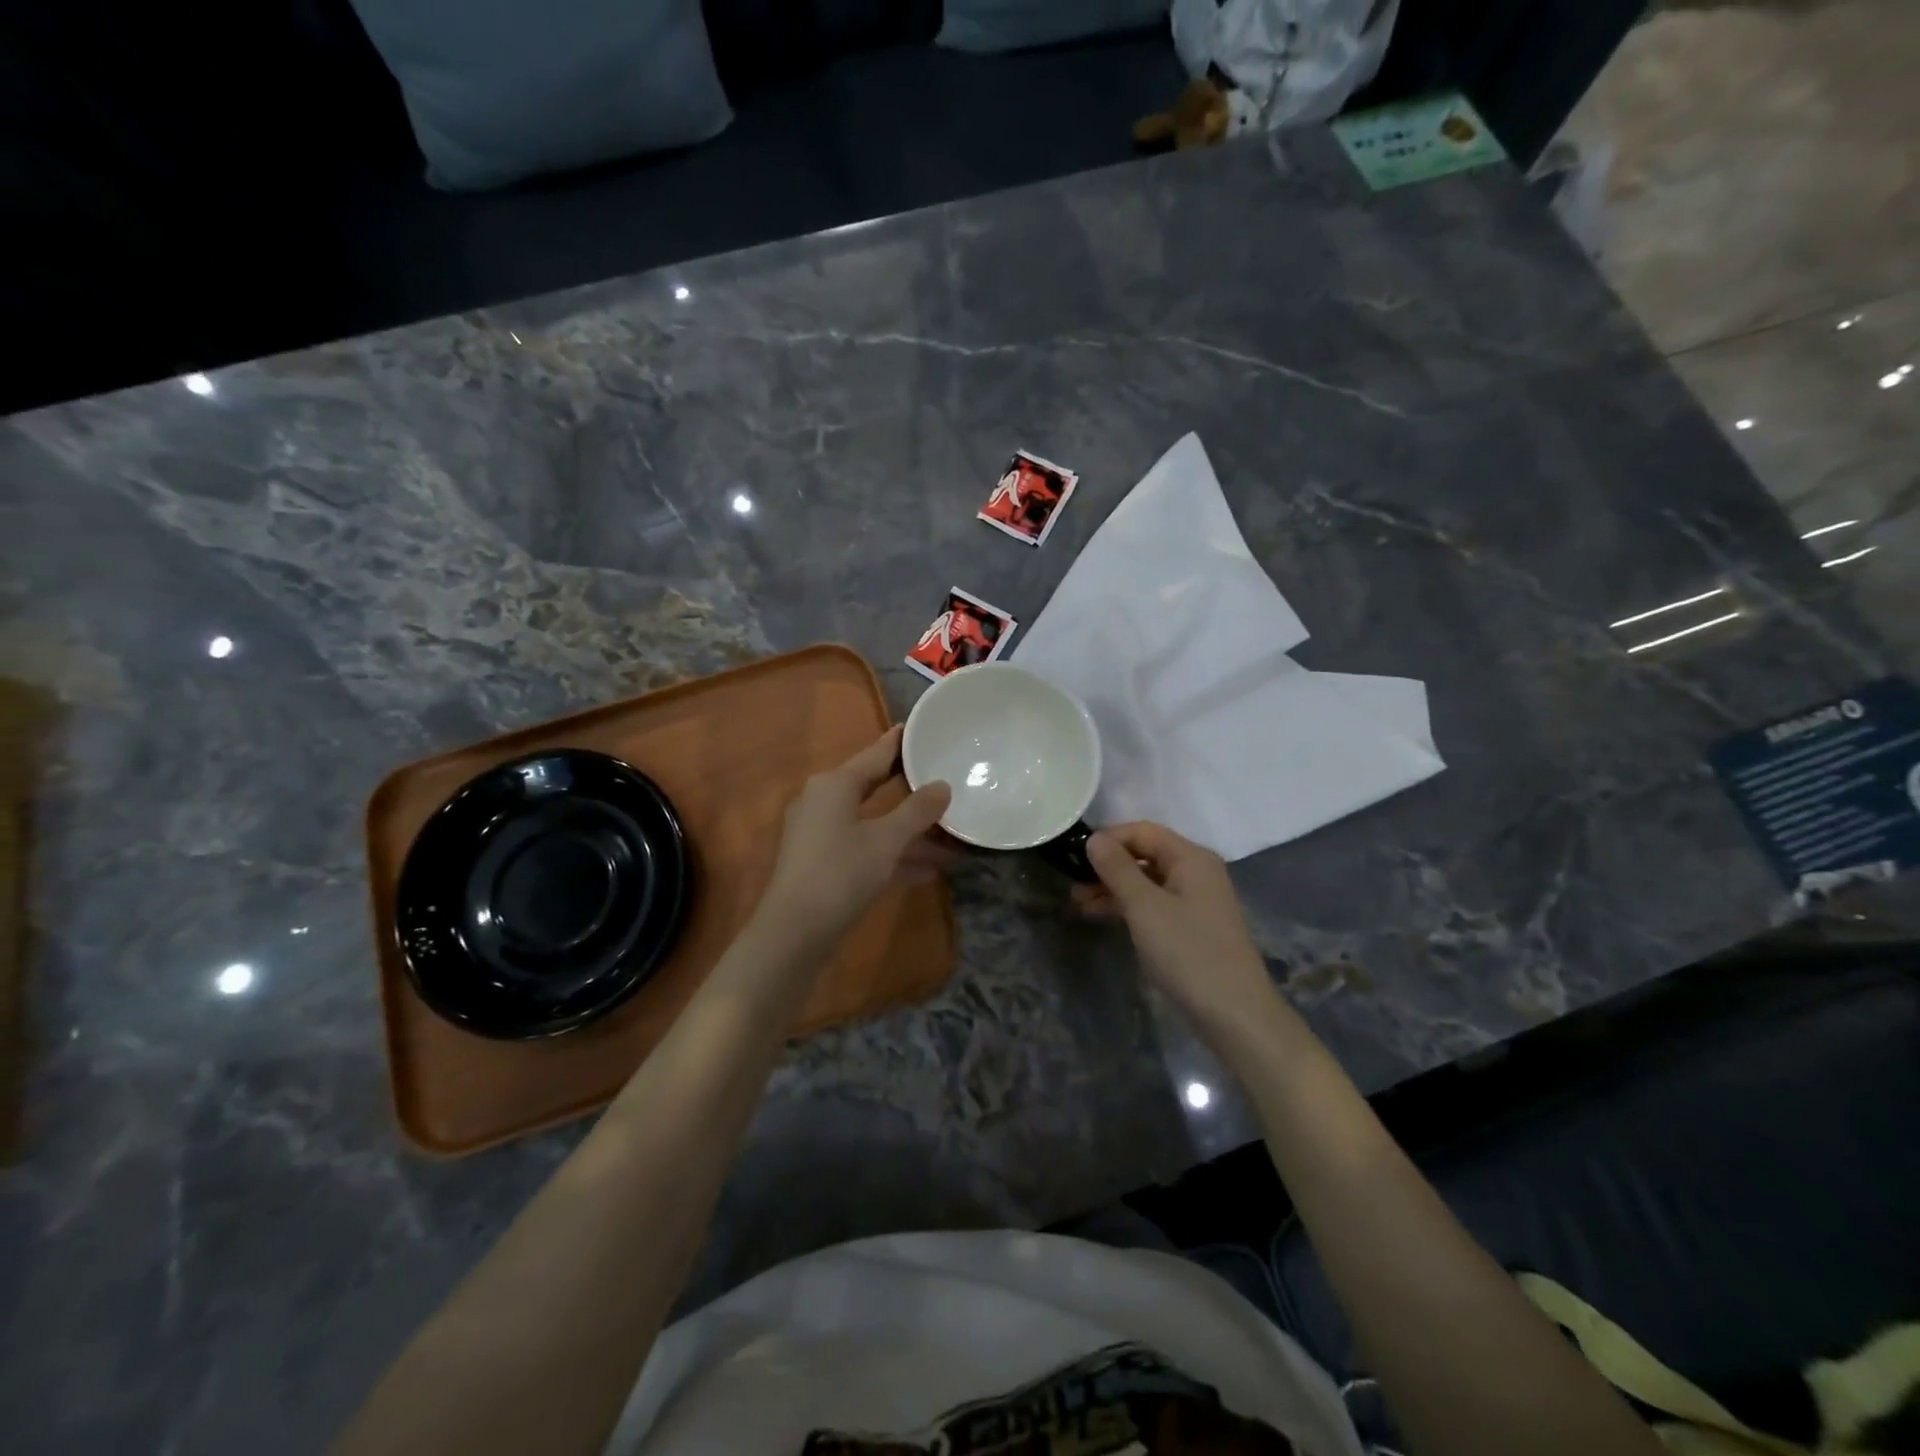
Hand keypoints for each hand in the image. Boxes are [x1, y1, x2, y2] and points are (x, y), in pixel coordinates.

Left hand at [756, 727, 953, 945]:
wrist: (794, 933)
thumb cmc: (841, 874)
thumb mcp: (887, 841)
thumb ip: (917, 811)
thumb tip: (942, 786)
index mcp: (834, 784)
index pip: (876, 753)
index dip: (901, 742)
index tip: (924, 728)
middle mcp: (823, 801)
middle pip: (874, 787)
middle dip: (911, 790)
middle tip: (943, 776)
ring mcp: (820, 834)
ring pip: (873, 823)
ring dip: (909, 832)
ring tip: (951, 837)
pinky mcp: (822, 863)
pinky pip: (865, 848)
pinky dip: (893, 854)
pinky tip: (929, 869)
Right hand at [1074, 822, 1278, 1031]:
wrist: (1234, 1014)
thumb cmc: (1188, 952)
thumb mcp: (1145, 907)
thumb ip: (1117, 869)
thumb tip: (1094, 839)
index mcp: (1191, 858)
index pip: (1143, 831)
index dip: (1108, 839)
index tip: (1074, 856)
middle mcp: (1196, 872)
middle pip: (1144, 854)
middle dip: (1107, 865)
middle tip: (1071, 882)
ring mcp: (1194, 900)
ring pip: (1146, 881)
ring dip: (1112, 887)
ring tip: (1078, 902)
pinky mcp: (1190, 926)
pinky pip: (1153, 903)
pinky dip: (1127, 906)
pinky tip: (1100, 915)